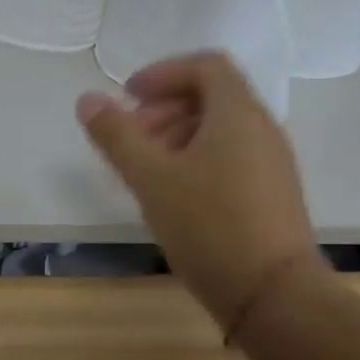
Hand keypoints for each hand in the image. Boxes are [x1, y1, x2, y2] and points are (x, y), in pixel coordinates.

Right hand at [76, 51, 323, 341]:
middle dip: (163, 109)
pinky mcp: (272, 193)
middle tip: (130, 139)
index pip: (205, 66)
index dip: (162, 73)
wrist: (272, 293)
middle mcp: (262, 128)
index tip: (127, 97)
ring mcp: (271, 162)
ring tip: (145, 171)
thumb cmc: (209, 226)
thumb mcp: (151, 178)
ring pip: (220, 130)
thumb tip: (88, 99)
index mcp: (237, 113)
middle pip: (211, 97)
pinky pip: (230, 157)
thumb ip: (116, 136)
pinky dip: (196, 160)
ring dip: (177, 136)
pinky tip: (173, 197)